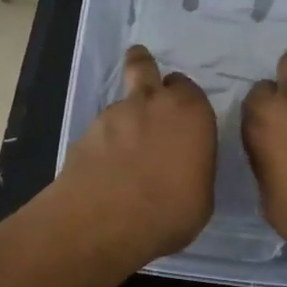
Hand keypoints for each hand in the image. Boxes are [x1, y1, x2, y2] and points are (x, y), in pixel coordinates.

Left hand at [52, 46, 216, 267]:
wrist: (104, 220)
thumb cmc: (170, 210)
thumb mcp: (201, 196)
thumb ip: (195, 168)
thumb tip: (184, 166)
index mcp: (190, 112)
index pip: (188, 87)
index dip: (183, 98)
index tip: (183, 114)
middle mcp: (152, 102)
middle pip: (144, 66)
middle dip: (143, 66)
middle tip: (146, 83)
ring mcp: (114, 114)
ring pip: (121, 101)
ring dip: (125, 117)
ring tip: (125, 150)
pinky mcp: (85, 132)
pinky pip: (101, 130)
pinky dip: (104, 142)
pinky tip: (106, 168)